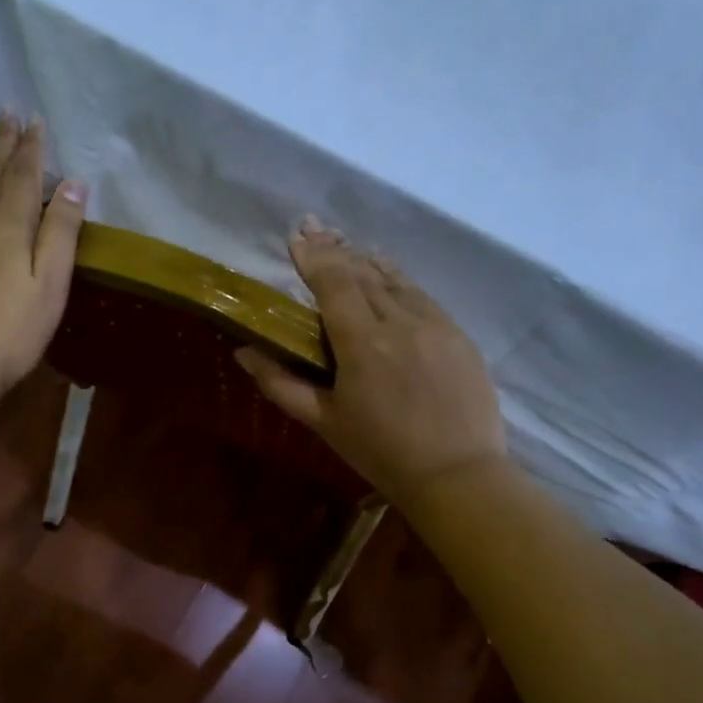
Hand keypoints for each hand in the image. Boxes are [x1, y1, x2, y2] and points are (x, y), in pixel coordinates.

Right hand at [235, 217, 504, 502]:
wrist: (458, 475)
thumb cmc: (381, 452)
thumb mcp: (324, 421)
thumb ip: (281, 383)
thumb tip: (244, 352)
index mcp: (362, 342)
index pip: (334, 283)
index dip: (313, 257)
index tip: (296, 237)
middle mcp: (400, 321)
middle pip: (363, 273)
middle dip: (335, 250)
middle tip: (313, 228)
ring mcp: (435, 324)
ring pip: (395, 280)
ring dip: (367, 261)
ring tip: (346, 245)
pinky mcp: (458, 335)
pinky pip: (422, 295)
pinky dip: (399, 279)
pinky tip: (389, 275)